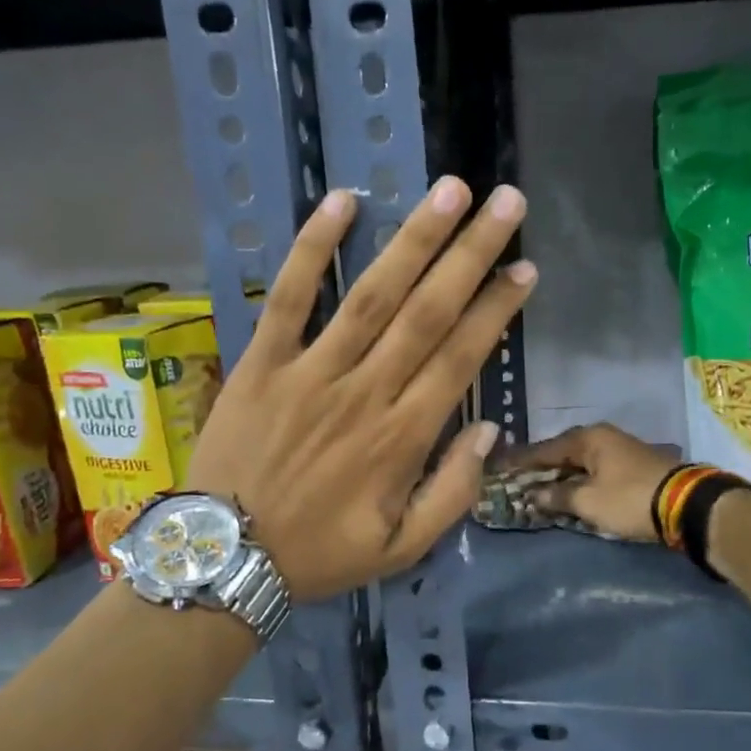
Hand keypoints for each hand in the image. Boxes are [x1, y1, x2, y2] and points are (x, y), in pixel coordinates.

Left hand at [188, 177, 536, 599]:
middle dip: (471, 254)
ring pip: (371, 295)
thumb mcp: (401, 549)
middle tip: (506, 201)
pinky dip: (312, 249)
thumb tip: (487, 430)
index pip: (461, 358)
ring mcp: (310, 372)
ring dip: (413, 239)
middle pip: (427, 312)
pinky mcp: (261, 363)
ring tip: (449, 191)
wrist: (226, 559)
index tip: (525, 268)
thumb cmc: (320, 554)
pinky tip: (342, 202)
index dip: (496, 310)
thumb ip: (452, 494)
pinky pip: (287, 297)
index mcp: (402, 438)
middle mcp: (364, 392)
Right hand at [506, 424, 679, 542]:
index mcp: (588, 438)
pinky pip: (595, 469)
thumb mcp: (588, 502)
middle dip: (540, 468)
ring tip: (539, 488)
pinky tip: (571, 491)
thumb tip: (533, 495)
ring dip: (561, 475)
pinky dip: (580, 479)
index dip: (519, 461)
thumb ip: (557, 497)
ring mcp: (620, 449)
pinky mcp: (633, 465)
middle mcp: (603, 437)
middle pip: (562, 452)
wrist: (687, 504)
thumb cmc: (629, 499)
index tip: (497, 468)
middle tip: (516, 480)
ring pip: (580, 461)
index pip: (543, 449)